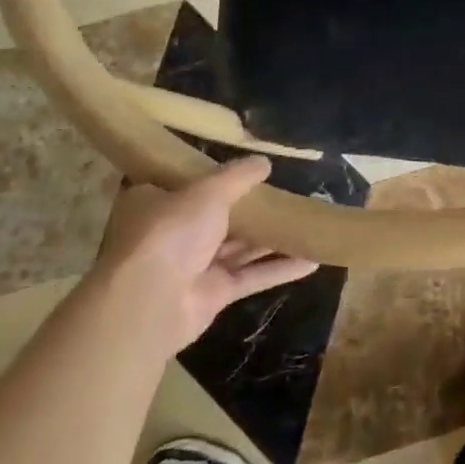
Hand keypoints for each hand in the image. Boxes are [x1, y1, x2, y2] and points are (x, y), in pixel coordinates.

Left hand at [95, 158, 316, 353]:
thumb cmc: (171, 232)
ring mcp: (194, 266)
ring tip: (308, 223)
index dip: (216, 177)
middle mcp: (173, 233)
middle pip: (219, 217)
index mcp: (157, 203)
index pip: (186, 185)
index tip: (247, 170)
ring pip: (240, 248)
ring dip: (273, 239)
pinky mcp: (213, 293)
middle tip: (290, 195)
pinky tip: (312, 259)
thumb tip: (264, 161)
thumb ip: (238, 176)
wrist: (152, 301)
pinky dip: (280, 268)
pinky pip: (252, 276)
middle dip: (254, 210)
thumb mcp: (207, 191)